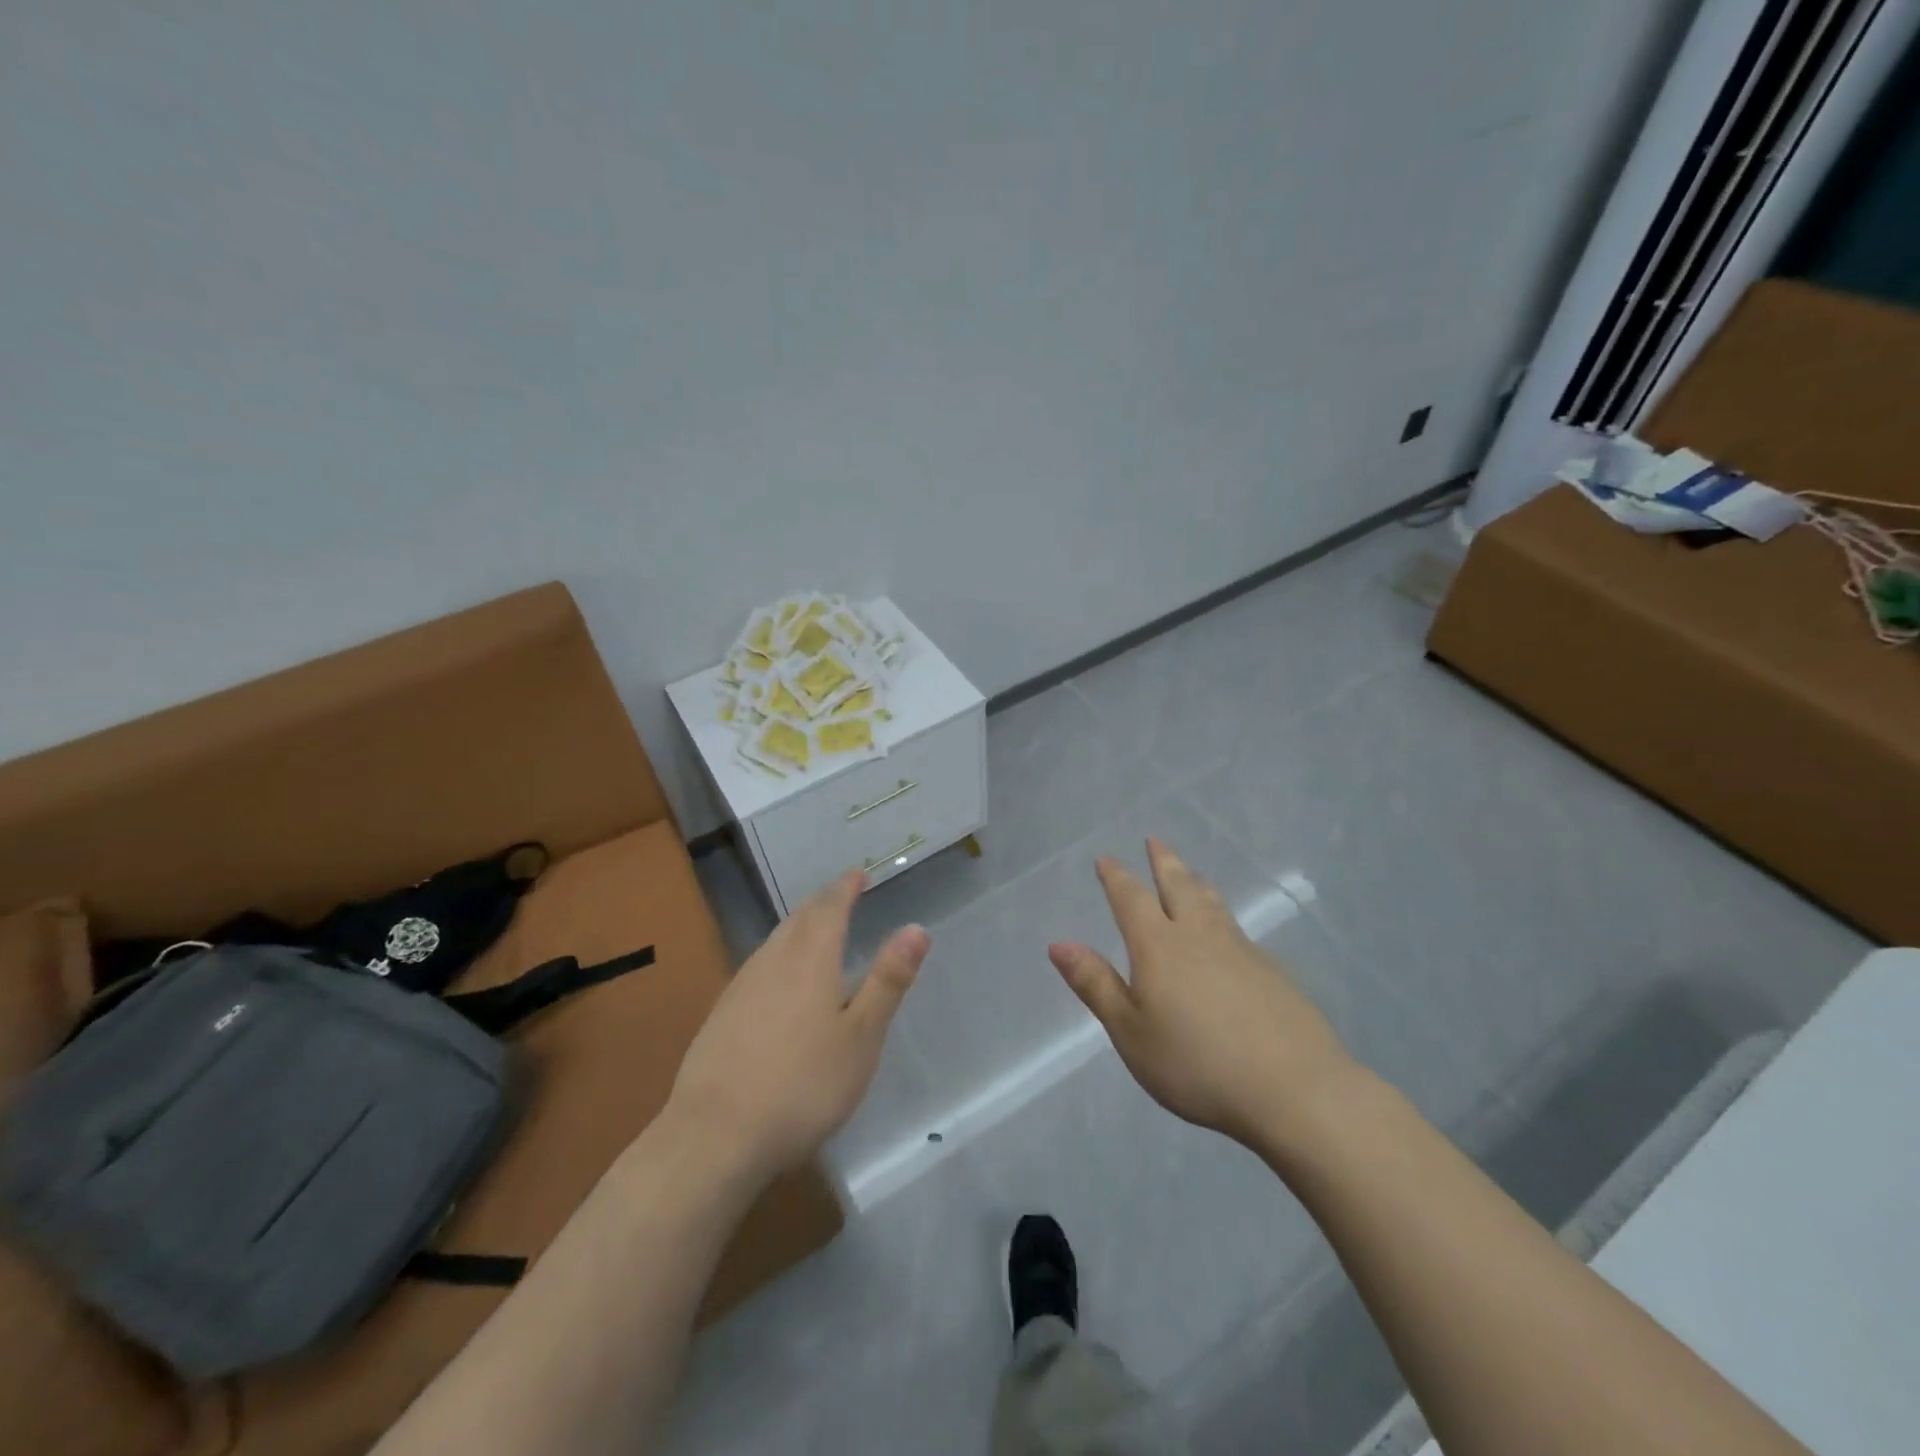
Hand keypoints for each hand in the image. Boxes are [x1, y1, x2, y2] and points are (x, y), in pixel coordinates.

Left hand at [667, 869, 929, 1180]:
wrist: (715, 1136)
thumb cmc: (803, 1085)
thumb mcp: (861, 1037)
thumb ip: (888, 980)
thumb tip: (917, 928)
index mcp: (811, 958)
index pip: (830, 906)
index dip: (846, 887)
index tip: (859, 874)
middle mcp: (773, 960)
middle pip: (800, 918)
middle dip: (823, 902)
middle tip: (842, 894)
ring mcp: (741, 986)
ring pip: (776, 940)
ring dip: (800, 925)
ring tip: (816, 928)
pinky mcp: (721, 1014)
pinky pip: (759, 964)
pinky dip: (780, 954)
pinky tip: (779, 978)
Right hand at [1048, 839, 1352, 1149]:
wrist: (1293, 1089)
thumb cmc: (1196, 1064)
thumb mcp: (1130, 1032)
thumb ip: (1096, 985)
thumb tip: (1059, 944)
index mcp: (1158, 946)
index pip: (1132, 899)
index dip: (1117, 877)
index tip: (1106, 858)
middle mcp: (1199, 936)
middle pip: (1178, 886)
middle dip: (1163, 862)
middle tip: (1155, 840)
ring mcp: (1241, 950)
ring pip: (1213, 903)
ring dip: (1196, 882)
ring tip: (1190, 872)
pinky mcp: (1273, 972)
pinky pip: (1238, 930)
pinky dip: (1224, 917)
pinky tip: (1229, 933)